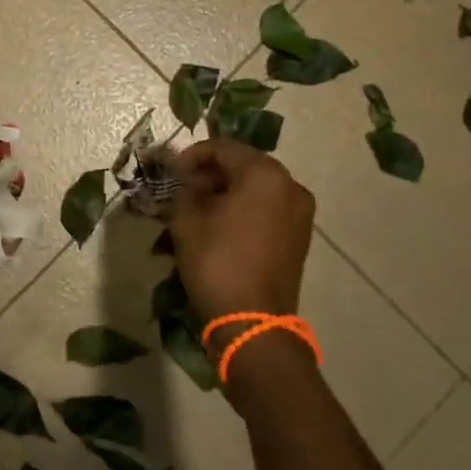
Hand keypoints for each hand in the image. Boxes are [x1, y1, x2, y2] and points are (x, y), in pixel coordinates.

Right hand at [167, 138, 313, 321]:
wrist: (252, 321)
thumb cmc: (216, 263)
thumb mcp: (187, 221)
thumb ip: (184, 189)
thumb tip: (185, 178)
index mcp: (265, 174)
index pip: (223, 148)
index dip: (192, 156)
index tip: (170, 172)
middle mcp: (290, 185)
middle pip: (243, 167)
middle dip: (210, 176)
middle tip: (182, 192)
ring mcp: (300, 212)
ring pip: (256, 190)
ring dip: (225, 195)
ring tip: (197, 214)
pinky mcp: (299, 237)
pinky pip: (267, 211)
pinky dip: (243, 212)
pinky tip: (219, 230)